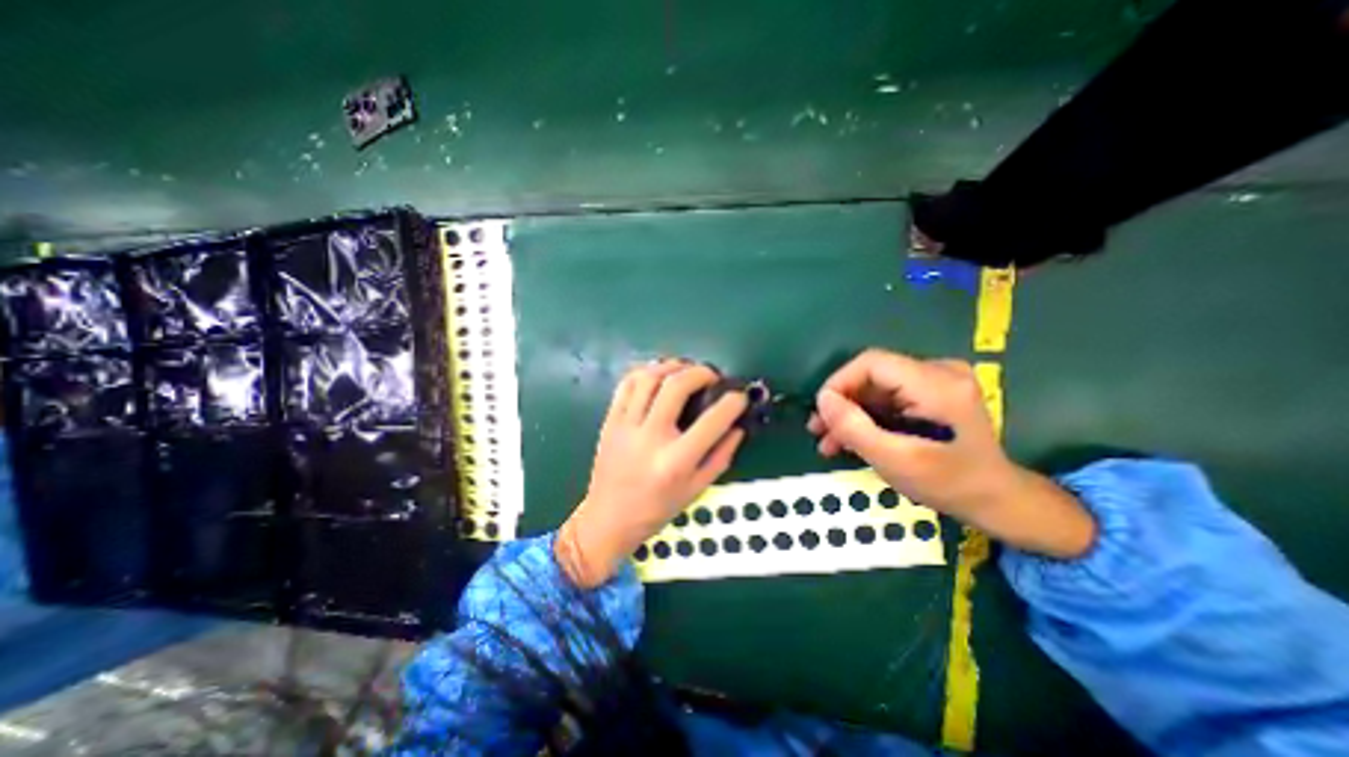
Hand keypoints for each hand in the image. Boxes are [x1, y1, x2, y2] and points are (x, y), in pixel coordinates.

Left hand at [555, 363, 747, 588]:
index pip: (712, 420)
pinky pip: (626, 385)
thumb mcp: (697, 489)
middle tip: (712, 376)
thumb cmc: (657, 509)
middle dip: (701, 372)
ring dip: (672, 366)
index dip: (733, 402)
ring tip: (686, 369)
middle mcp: (650, 438)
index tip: (739, 396)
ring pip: (649, 378)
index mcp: (676, 461)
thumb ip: (721, 456)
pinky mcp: (610, 421)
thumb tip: (738, 427)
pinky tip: (659, 375)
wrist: (609, 518)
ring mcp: (626, 426)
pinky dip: (645, 372)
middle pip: (676, 386)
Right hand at [798, 348, 1012, 512]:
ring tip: (828, 441)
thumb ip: (855, 428)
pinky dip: (867, 417)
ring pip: (876, 388)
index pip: (872, 363)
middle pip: (872, 376)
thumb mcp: (896, 461)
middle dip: (842, 404)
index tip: (821, 413)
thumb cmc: (949, 484)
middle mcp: (939, 372)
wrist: (997, 500)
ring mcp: (937, 381)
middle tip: (818, 431)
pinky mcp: (933, 393)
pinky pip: (888, 397)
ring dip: (850, 413)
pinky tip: (851, 438)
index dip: (839, 382)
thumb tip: (823, 399)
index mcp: (937, 384)